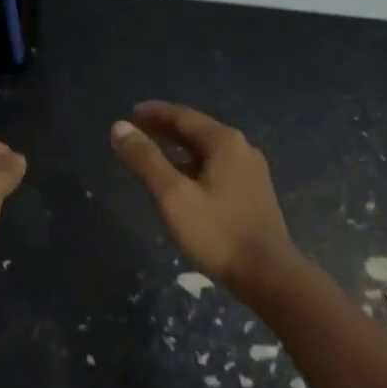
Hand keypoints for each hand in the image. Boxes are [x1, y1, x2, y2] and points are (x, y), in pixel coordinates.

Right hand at [109, 102, 299, 301]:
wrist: (267, 274)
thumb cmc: (217, 232)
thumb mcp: (173, 195)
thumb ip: (145, 159)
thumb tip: (119, 127)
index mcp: (225, 142)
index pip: (183, 116)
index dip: (155, 113)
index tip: (130, 113)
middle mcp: (242, 150)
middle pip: (197, 132)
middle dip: (165, 130)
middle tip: (137, 131)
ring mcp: (251, 173)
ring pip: (207, 153)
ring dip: (179, 151)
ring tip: (153, 157)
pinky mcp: (253, 195)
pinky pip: (216, 170)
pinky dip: (193, 168)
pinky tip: (181, 184)